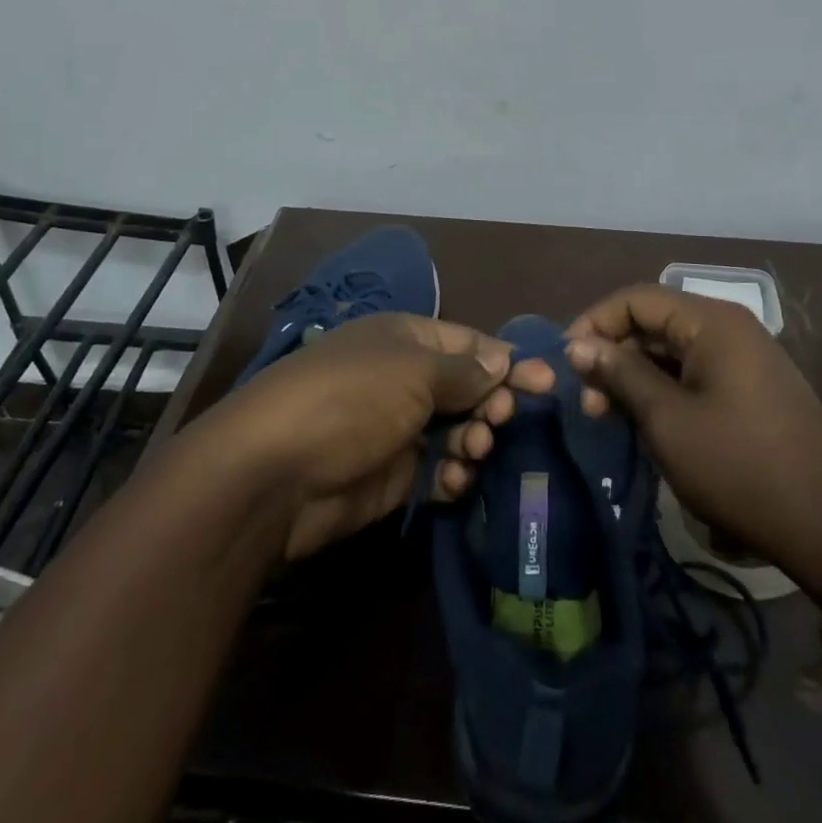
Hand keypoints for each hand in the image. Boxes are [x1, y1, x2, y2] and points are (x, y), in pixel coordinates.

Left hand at [208, 313, 552, 561]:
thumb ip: (463, 370)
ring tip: (474, 452)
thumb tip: (501, 360)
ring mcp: (397, 428)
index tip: (547, 384)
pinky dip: (452, 476)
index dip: (507, 361)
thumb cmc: (350, 400)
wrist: (274, 474)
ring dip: (474, 441)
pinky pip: (438, 470)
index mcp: (406, 339)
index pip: (470, 342)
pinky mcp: (392, 475)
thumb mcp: (412, 372)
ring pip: (457, 431)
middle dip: (491, 404)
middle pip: (467, 388)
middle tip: (500, 422)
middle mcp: (403, 378)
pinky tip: (452, 483)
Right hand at [565, 285, 821, 598]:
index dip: (595, 323)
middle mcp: (730, 328)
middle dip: (614, 355)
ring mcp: (746, 358)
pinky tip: (647, 423)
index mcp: (712, 322)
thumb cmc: (739, 466)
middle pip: (655, 322)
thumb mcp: (667, 420)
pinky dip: (665, 390)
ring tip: (610, 418)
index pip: (636, 298)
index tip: (566, 363)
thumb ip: (619, 374)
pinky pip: (696, 373)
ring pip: (673, 351)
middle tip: (587, 403)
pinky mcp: (754, 389)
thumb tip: (577, 345)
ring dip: (636, 377)